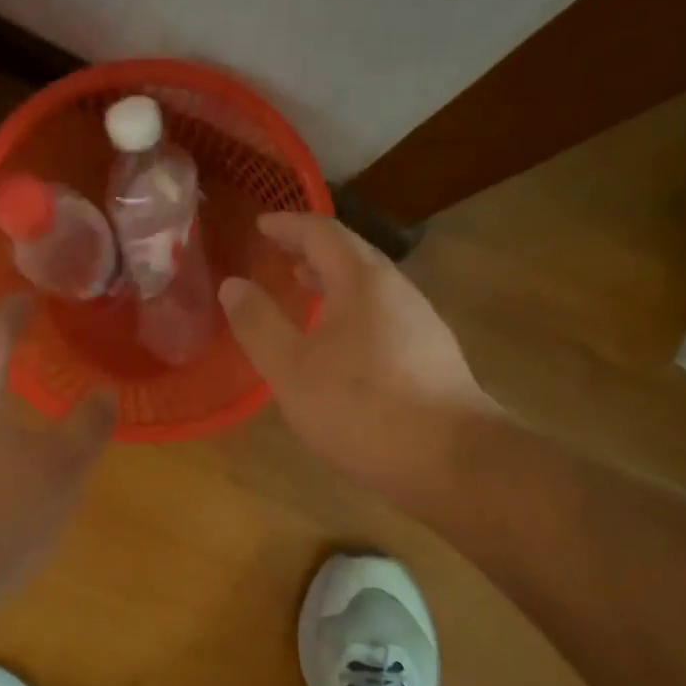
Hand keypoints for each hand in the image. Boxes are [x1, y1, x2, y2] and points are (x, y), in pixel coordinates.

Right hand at [218, 213, 497, 499]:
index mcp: (362, 281)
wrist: (452, 460)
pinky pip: (382, 316)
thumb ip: (258, 324)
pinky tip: (339, 346)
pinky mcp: (431, 357)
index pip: (321, 232)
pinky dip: (350, 312)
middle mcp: (397, 291)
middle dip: (310, 252)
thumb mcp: (292, 368)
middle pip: (351, 255)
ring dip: (332, 283)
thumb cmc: (362, 408)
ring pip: (369, 288)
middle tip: (277, 257)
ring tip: (303, 294)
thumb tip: (232, 285)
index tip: (260, 226)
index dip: (287, 225)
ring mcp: (421, 324)